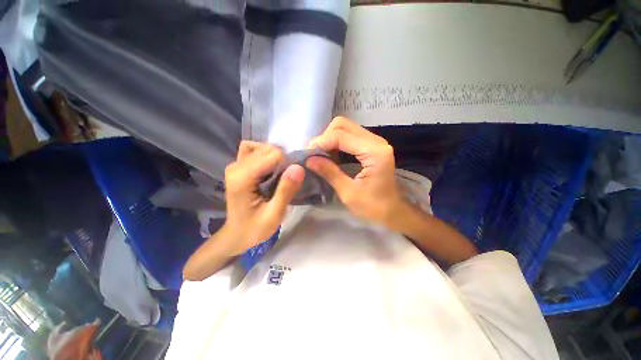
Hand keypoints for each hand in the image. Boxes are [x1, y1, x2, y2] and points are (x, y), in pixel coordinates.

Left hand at [224, 141, 304, 254]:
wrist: (237, 234)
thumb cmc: (255, 228)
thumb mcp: (275, 214)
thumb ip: (286, 190)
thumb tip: (299, 167)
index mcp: (243, 178)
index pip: (272, 155)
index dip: (287, 165)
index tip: (289, 181)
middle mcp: (236, 166)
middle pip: (267, 149)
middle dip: (282, 161)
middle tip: (285, 181)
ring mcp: (235, 165)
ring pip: (261, 147)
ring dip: (274, 157)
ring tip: (278, 174)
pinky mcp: (238, 166)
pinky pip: (254, 150)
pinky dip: (266, 155)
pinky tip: (270, 169)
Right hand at [306, 117, 402, 226]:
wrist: (393, 211)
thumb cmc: (373, 207)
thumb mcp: (348, 193)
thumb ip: (329, 173)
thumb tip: (309, 159)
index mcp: (374, 153)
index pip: (340, 136)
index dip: (321, 142)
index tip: (307, 154)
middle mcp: (377, 141)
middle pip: (343, 125)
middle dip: (325, 137)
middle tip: (314, 154)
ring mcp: (375, 141)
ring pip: (346, 127)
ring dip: (330, 139)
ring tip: (320, 155)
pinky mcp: (372, 145)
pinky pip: (350, 135)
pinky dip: (337, 142)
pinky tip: (331, 155)